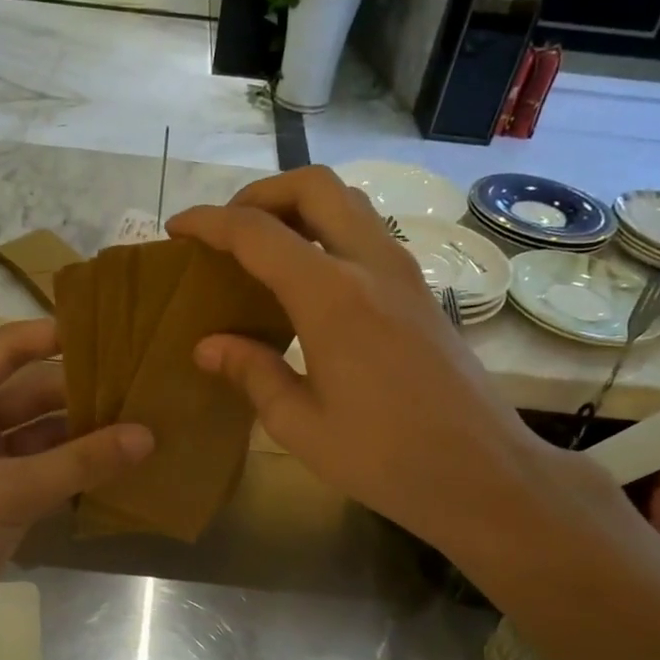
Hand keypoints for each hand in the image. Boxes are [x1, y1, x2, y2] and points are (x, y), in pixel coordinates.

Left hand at [0, 319, 152, 655]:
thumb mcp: (10, 491)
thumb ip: (80, 462)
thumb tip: (147, 435)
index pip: (6, 350)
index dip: (52, 336)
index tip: (109, 329)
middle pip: (33, 393)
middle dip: (82, 393)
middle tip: (143, 385)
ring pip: (45, 435)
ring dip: (86, 434)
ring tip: (145, 422)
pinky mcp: (2, 498)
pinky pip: (48, 470)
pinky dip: (79, 469)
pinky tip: (123, 464)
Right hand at [167, 166, 581, 557]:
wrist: (482, 473)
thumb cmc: (384, 458)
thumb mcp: (299, 425)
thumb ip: (251, 373)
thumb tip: (208, 345)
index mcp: (332, 297)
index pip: (258, 233)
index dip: (210, 223)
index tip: (177, 230)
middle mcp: (371, 266)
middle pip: (314, 186)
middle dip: (261, 193)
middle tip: (227, 230)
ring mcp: (404, 273)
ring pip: (349, 202)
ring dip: (299, 207)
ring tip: (263, 247)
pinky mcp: (421, 291)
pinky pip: (368, 234)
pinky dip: (328, 232)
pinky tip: (308, 280)